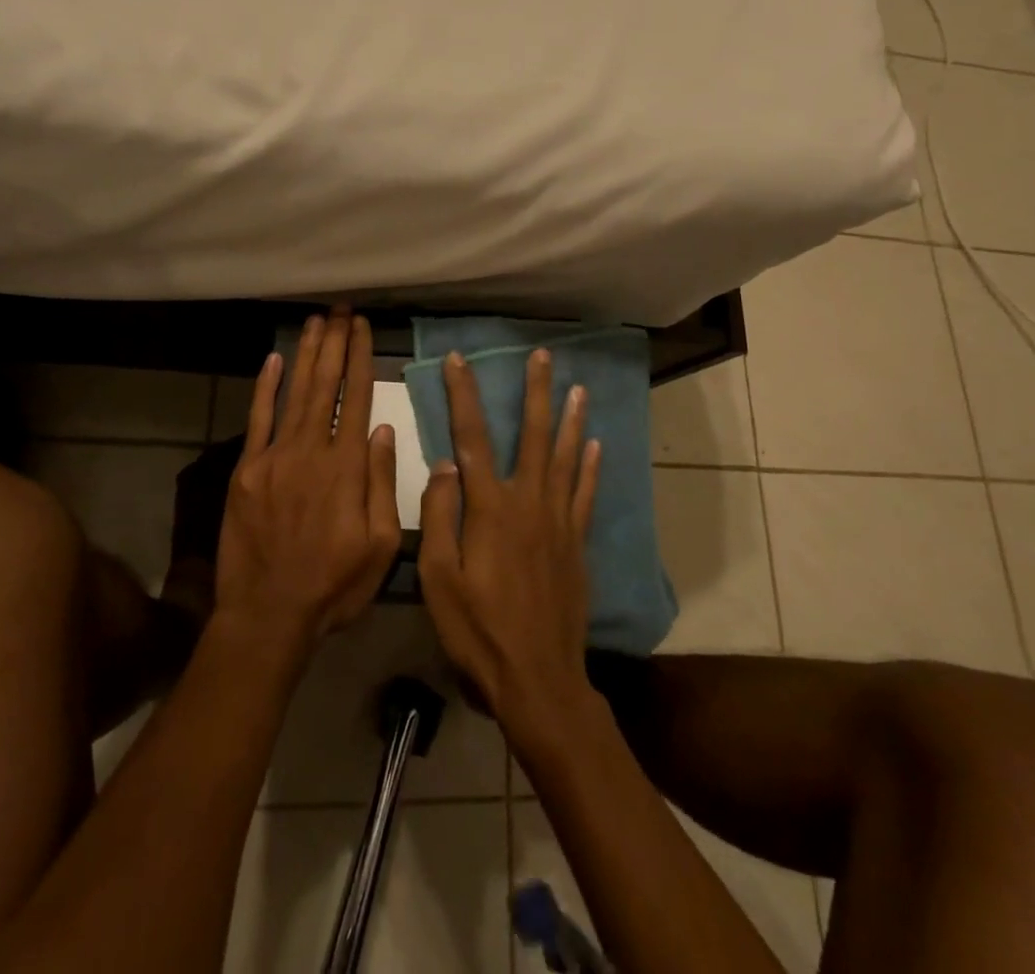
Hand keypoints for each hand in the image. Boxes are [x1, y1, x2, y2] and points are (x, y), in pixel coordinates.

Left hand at [214, 308, 401, 650]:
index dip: (360, 359)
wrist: (268, 614)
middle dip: (334, 344)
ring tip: (316, 322)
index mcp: (347, 468)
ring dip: (306, 355)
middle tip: (340, 310)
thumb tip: (383, 430)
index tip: (362, 327)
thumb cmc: (334, 586)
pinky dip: (266, 387)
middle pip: (325, 385)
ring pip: (294, 393)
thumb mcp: (380, 546)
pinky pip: (258, 419)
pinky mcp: (246, 470)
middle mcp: (311, 451)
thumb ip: (382, 483)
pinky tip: (274, 359)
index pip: (356, 399)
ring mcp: (274, 457)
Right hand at [418, 349, 601, 745]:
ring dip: (569, 419)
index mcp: (490, 508)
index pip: (471, 437)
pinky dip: (590, 467)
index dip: (463, 395)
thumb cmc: (478, 631)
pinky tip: (594, 446)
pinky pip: (585, 495)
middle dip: (535, 392)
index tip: (458, 360)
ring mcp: (557, 522)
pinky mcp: (575, 544)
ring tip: (576, 387)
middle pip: (532, 435)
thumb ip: (441, 516)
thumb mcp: (439, 579)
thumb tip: (444, 464)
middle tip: (542, 355)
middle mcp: (528, 503)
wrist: (538, 679)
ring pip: (565, 458)